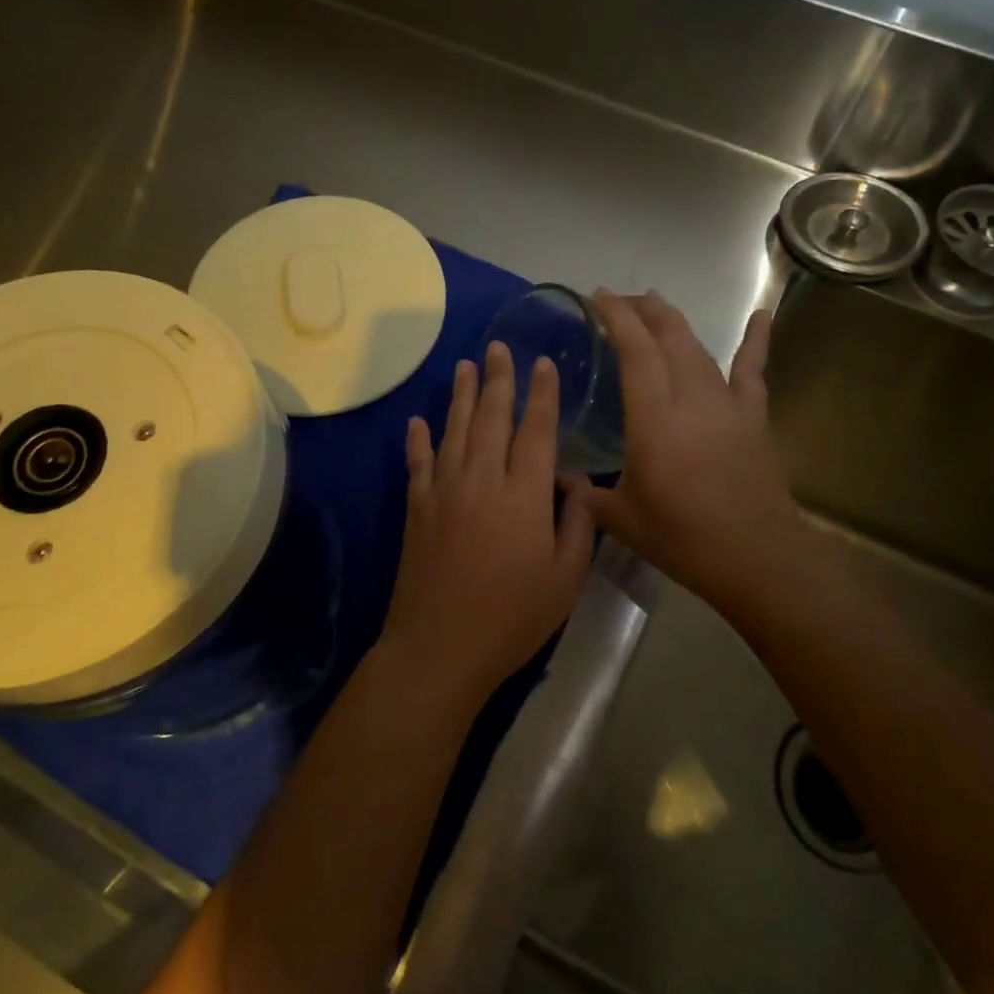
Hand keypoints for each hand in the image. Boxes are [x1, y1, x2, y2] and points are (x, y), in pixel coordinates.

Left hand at [381, 342, 595, 704]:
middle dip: (497, 379)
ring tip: (465, 365)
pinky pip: (417, 463)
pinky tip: (417, 422)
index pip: (536, 431)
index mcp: (524, 495)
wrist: (441, 646)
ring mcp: (443, 491)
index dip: (542, 395)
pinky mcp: (416, 509)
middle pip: (490, 418)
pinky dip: (418, 440)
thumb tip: (575, 484)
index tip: (543, 364)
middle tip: (499, 347)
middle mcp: (482, 480)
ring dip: (460, 395)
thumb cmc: (512, 617)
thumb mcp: (565, 578)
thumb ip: (577, 525)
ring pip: (453, 430)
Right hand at [572, 291, 808, 610]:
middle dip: (643, 310)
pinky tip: (762, 315)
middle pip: (669, 336)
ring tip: (656, 308)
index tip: (598, 296)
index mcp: (654, 419)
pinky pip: (753, 369)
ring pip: (699, 347)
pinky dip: (756, 340)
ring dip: (674, 323)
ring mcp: (727, 404)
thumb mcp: (620, 518)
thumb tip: (557, 478)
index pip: (635, 351)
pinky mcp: (753, 416)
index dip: (617, 317)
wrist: (757, 558)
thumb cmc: (683, 539)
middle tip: (620, 302)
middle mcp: (691, 398)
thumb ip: (585, 494)